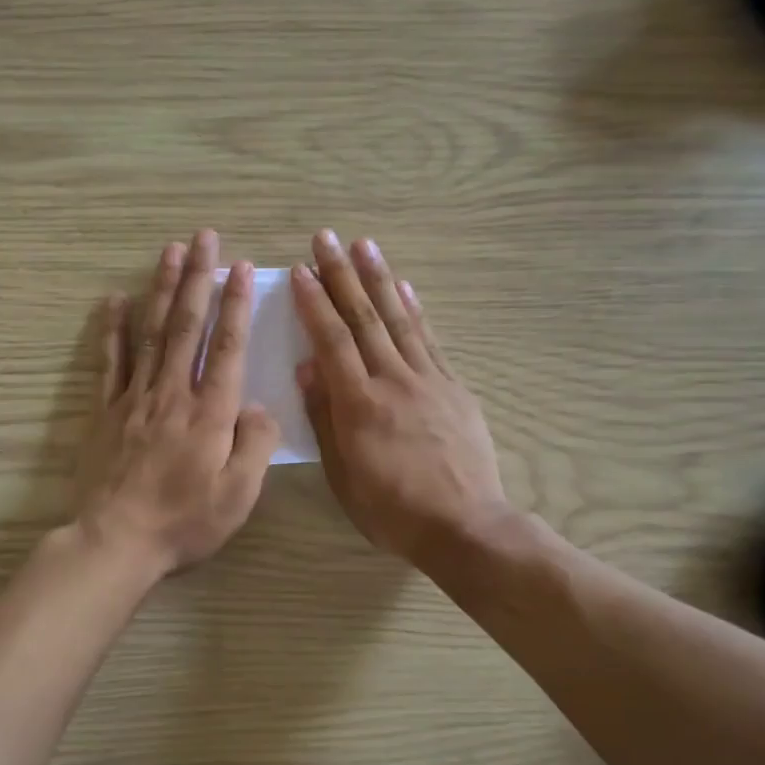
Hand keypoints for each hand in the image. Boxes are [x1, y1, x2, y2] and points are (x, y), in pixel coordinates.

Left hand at [74, 231, 281, 577]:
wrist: (116, 540)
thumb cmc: (184, 521)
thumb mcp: (239, 494)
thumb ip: (255, 444)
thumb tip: (258, 406)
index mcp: (210, 412)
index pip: (226, 346)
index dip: (235, 304)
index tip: (241, 267)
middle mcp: (173, 393)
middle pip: (187, 326)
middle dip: (198, 278)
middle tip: (204, 237)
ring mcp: (135, 398)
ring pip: (150, 332)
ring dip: (162, 289)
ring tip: (169, 251)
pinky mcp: (106, 411)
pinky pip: (109, 361)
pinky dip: (112, 328)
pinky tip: (115, 299)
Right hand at [291, 229, 507, 563]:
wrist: (464, 526)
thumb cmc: (392, 510)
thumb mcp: (343, 475)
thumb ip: (325, 418)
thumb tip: (307, 367)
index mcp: (360, 405)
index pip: (332, 342)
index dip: (315, 304)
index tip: (300, 271)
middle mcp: (393, 381)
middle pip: (364, 319)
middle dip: (342, 276)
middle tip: (326, 238)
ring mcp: (428, 380)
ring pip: (399, 319)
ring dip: (379, 279)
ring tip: (364, 245)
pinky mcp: (454, 387)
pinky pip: (430, 340)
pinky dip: (416, 310)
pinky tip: (405, 287)